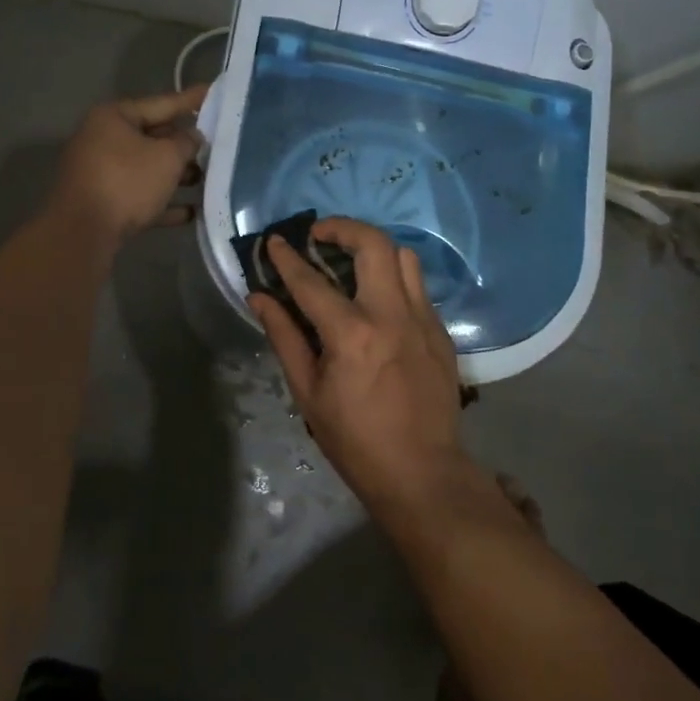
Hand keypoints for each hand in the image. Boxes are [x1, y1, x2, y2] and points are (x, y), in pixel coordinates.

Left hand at [48, 84, 207, 244]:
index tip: (213, 93)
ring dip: (177, 176)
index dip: (191, 101)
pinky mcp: (103, 204)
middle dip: (185, 145)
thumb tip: (192, 137)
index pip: (161, 103)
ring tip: (208, 181)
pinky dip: (163, 202)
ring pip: (147, 169)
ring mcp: (100, 173)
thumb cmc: (126, 182)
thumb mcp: (167, 157)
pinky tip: (191, 212)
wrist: (82, 234)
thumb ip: (186, 142)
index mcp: (114, 117)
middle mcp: (103, 140)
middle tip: (217, 145)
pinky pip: (139, 197)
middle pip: (153, 137)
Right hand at [249, 218, 471, 516]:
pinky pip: (417, 287)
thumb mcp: (308, 392)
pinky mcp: (440, 332)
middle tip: (321, 235)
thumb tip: (259, 297)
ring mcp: (422, 320)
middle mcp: (391, 315)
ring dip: (374, 249)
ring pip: (403, 257)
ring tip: (352, 261)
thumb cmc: (355, 439)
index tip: (274, 240)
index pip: (311, 281)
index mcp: (351, 334)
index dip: (287, 257)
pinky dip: (394, 279)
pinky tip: (378, 301)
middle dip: (342, 227)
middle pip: (373, 244)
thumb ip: (284, 336)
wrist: (422, 473)